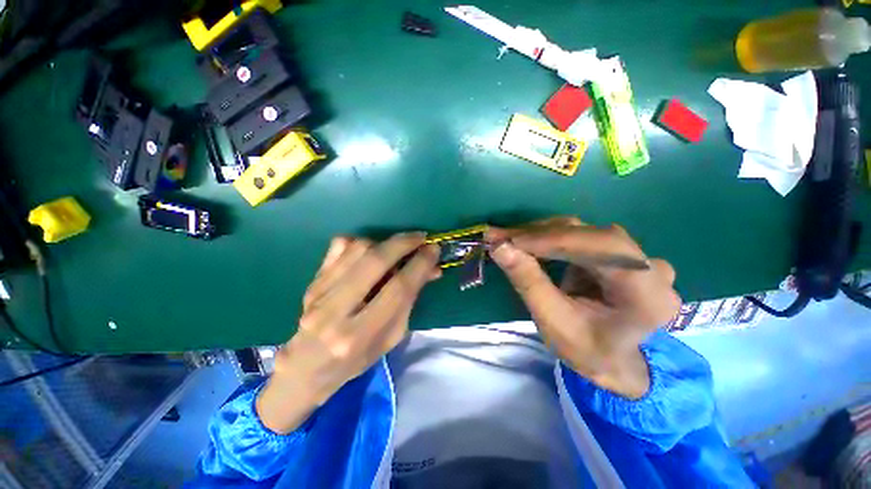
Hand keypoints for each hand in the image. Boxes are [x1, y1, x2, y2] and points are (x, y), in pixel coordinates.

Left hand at [257, 233, 440, 432]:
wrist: (309, 365)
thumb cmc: (359, 356)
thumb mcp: (392, 336)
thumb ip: (410, 300)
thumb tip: (431, 268)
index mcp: (360, 335)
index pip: (398, 290)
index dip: (420, 265)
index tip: (433, 249)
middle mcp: (336, 312)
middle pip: (375, 262)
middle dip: (403, 244)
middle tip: (420, 237)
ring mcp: (319, 292)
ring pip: (357, 249)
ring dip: (384, 243)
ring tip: (397, 248)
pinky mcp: (312, 280)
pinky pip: (339, 246)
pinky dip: (361, 242)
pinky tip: (371, 251)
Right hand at [487, 217, 680, 398]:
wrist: (615, 361)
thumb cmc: (588, 351)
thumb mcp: (555, 324)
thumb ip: (529, 283)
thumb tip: (499, 247)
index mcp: (647, 295)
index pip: (602, 247)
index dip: (553, 239)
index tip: (510, 241)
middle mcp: (650, 268)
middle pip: (590, 235)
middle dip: (539, 235)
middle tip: (499, 237)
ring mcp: (637, 257)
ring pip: (582, 231)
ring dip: (540, 234)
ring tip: (506, 239)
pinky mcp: (617, 253)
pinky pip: (579, 236)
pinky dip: (548, 238)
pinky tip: (526, 242)